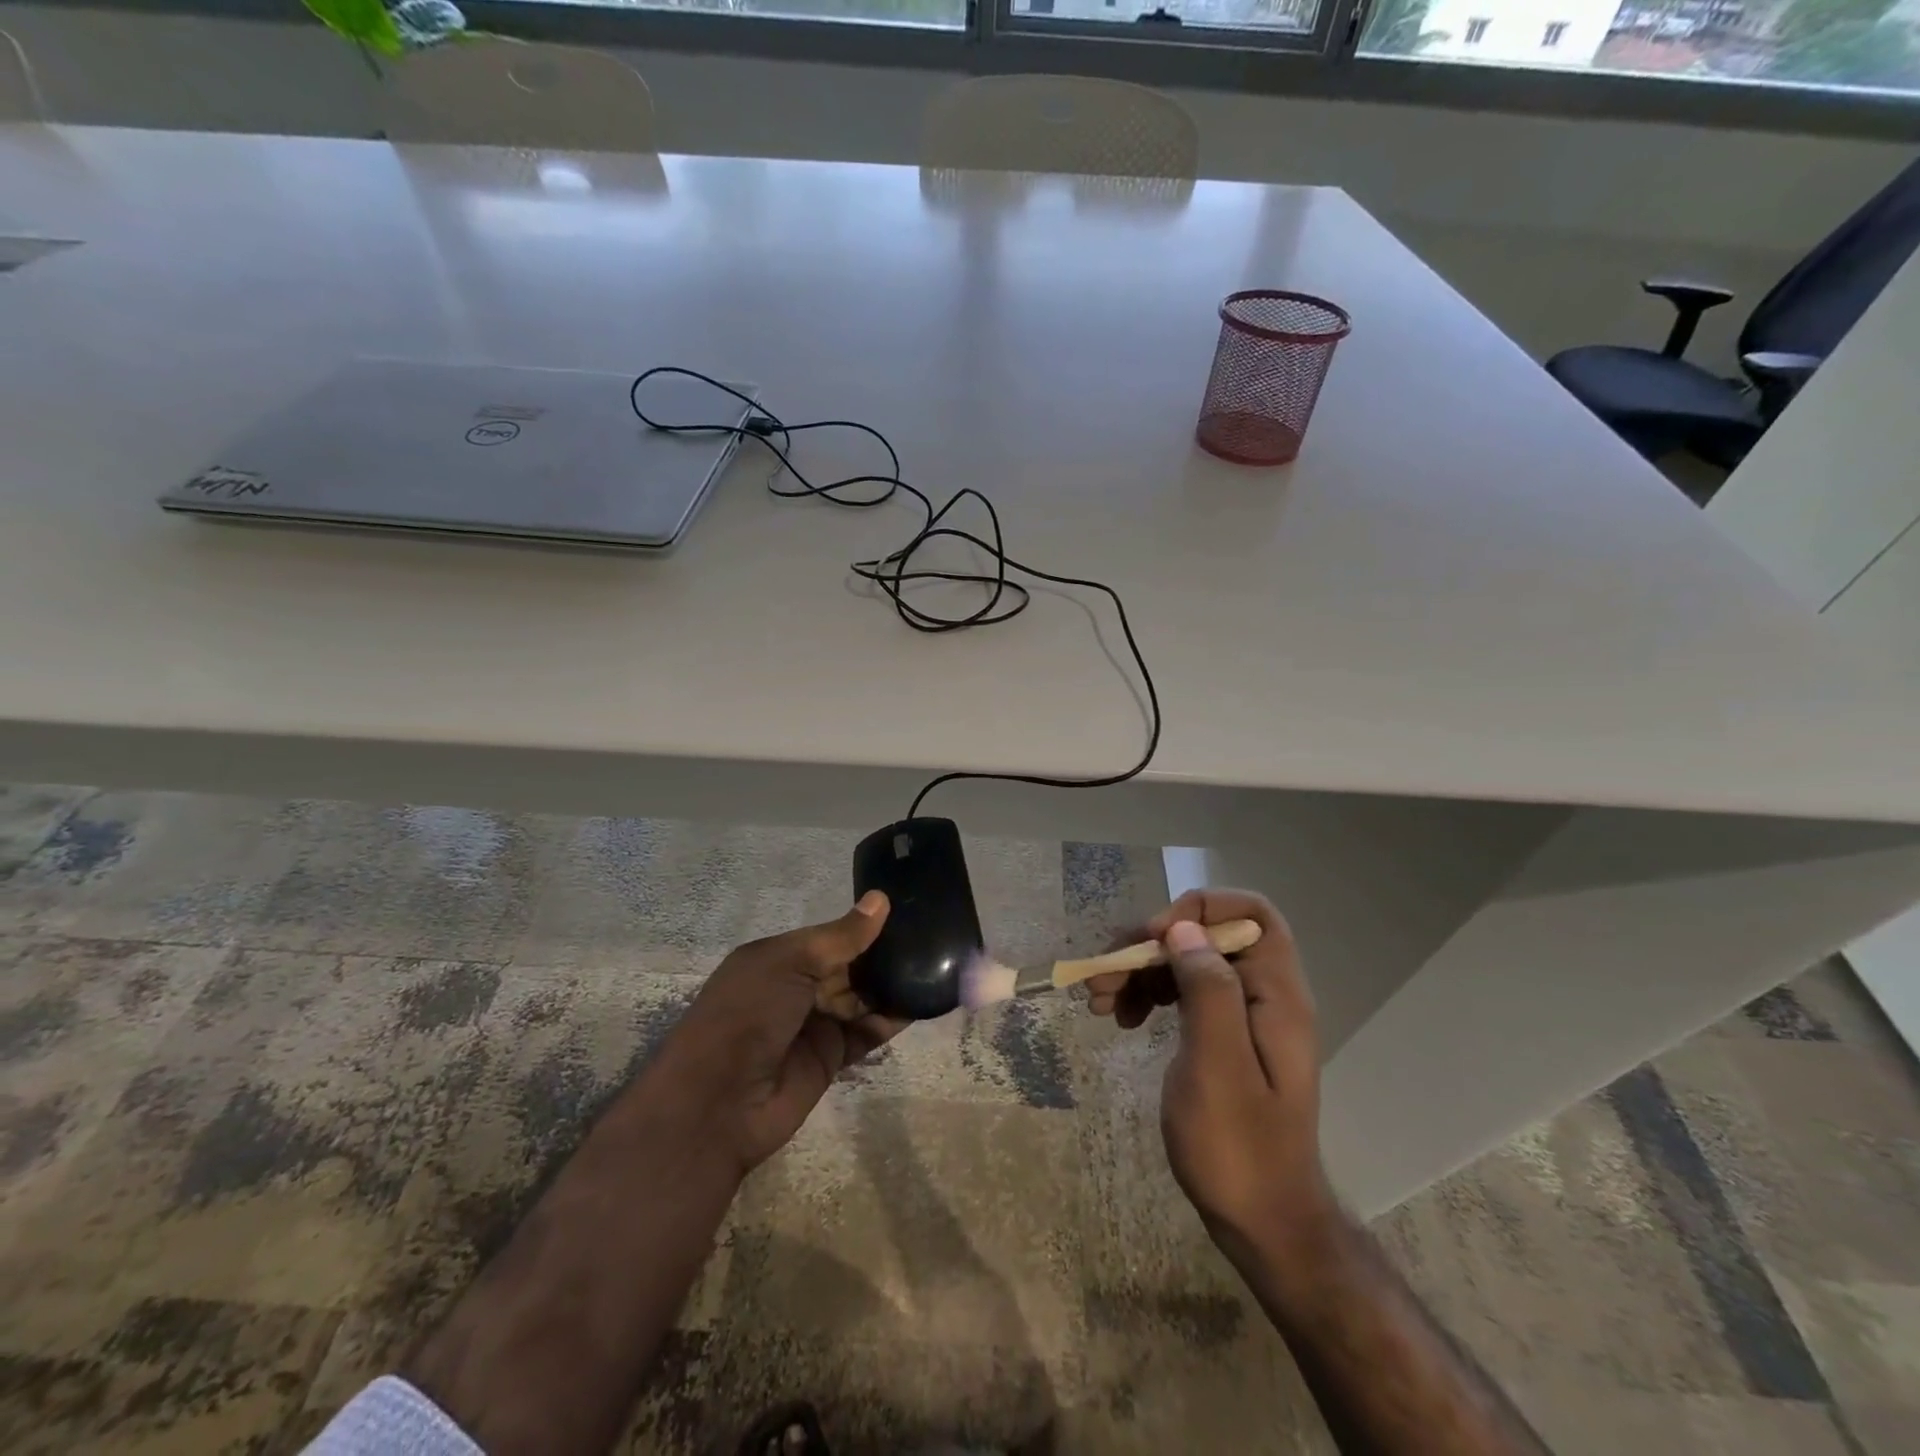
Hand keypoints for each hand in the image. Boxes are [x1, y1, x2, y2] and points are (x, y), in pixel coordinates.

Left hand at [649, 890, 904, 1173]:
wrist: (718, 1104)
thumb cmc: (747, 1014)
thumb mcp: (789, 963)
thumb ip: (840, 937)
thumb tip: (880, 900)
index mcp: (778, 958)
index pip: (830, 936)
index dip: (863, 926)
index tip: (905, 911)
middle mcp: (797, 988)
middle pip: (849, 965)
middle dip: (883, 954)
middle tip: (932, 936)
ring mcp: (814, 1024)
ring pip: (862, 997)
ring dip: (893, 984)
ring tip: (938, 963)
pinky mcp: (831, 1057)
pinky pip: (868, 1032)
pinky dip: (893, 1018)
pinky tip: (924, 1001)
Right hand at [1084, 888, 1331, 1245]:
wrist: (1263, 1223)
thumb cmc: (1240, 1149)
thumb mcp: (1217, 1067)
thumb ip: (1207, 991)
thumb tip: (1183, 927)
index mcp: (1276, 994)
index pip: (1251, 913)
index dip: (1199, 908)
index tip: (1154, 939)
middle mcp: (1264, 995)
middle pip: (1207, 936)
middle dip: (1152, 946)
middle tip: (1103, 976)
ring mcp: (1243, 1017)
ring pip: (1188, 963)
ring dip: (1141, 971)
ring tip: (1099, 1001)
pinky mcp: (1223, 1038)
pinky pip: (1183, 994)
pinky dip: (1149, 996)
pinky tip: (1122, 1019)